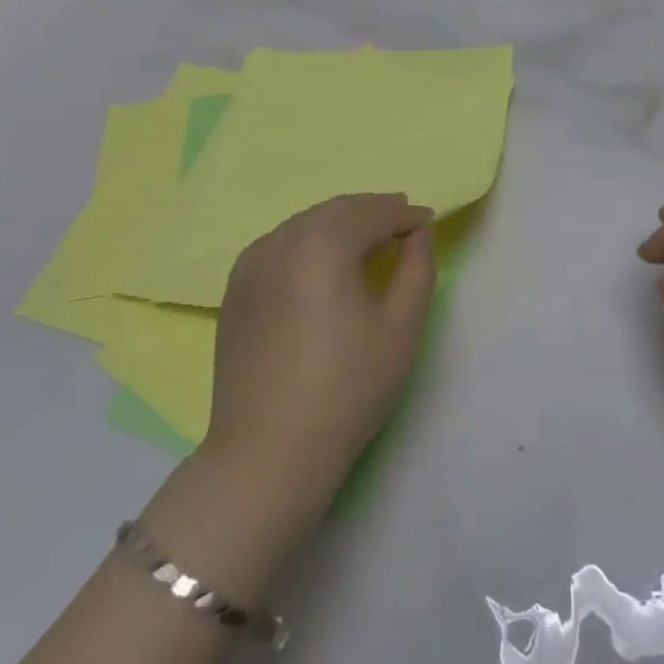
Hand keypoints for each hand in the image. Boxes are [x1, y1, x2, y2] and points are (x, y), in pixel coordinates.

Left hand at [205, 194, 436, 515]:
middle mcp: (282, 240)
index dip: (405, 214)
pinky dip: (309, 239)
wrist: (267, 453)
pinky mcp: (235, 288)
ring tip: (368, 236)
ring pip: (305, 223)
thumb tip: (418, 234)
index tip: (428, 221)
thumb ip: (418, 269)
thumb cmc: (347, 391)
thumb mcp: (401, 329)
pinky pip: (280, 244)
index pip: (372, 213)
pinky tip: (322, 260)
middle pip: (336, 210)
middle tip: (403, 219)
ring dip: (341, 222)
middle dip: (373, 210)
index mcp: (323, 244)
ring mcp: (252, 263)